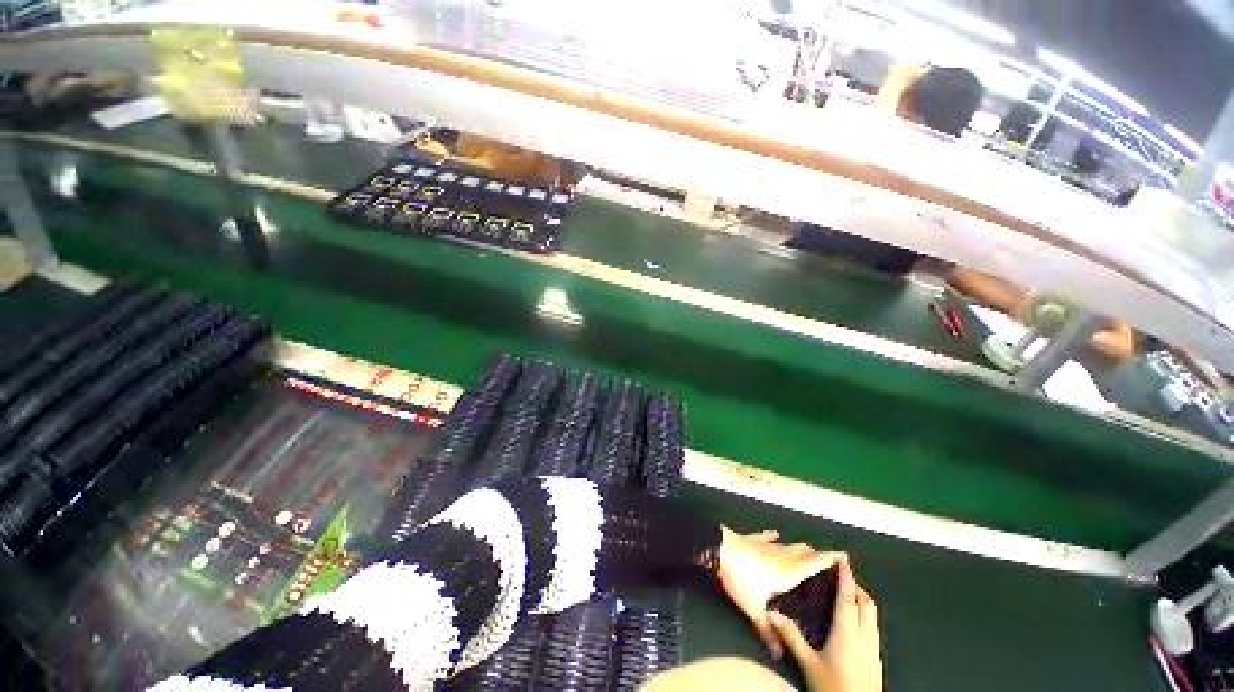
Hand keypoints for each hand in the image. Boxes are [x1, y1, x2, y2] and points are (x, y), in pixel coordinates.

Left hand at [716, 527, 841, 658]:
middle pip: (804, 552)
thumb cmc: (742, 579)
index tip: (843, 556)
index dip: (829, 559)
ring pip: (788, 544)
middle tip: (823, 560)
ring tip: (805, 552)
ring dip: (797, 548)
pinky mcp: (752, 538)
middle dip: (815, 555)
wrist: (721, 550)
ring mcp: (766, 544)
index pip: (814, 564)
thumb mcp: (755, 609)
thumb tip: (778, 655)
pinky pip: (766, 536)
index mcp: (789, 572)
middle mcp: (782, 556)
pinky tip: (775, 534)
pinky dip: (773, 536)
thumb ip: (768, 632)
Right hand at [768, 556, 881, 691]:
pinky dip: (866, 617)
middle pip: (867, 604)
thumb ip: (792, 637)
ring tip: (850, 596)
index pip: (848, 597)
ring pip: (873, 616)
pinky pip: (874, 629)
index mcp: (847, 631)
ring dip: (863, 602)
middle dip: (858, 587)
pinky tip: (855, 624)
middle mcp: (864, 635)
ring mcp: (874, 648)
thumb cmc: (833, 686)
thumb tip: (771, 613)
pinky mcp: (877, 659)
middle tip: (844, 578)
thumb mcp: (809, 663)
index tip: (843, 559)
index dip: (846, 576)